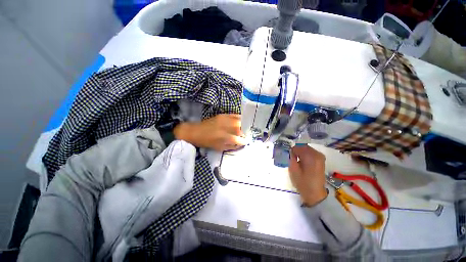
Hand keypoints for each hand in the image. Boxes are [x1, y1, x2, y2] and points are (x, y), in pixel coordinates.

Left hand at [174, 114, 246, 151]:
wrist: (196, 132)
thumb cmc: (207, 142)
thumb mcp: (220, 148)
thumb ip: (231, 146)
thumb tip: (240, 144)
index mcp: (225, 138)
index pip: (239, 139)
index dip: (244, 141)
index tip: (246, 141)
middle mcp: (226, 128)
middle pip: (241, 128)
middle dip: (245, 131)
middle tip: (246, 134)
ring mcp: (225, 120)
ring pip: (239, 120)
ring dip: (244, 124)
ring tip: (245, 127)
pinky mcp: (222, 115)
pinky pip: (234, 115)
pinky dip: (239, 118)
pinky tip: (240, 121)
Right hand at [289, 145, 327, 206]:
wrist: (315, 194)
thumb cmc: (302, 183)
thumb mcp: (293, 170)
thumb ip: (291, 157)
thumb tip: (291, 151)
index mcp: (310, 157)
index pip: (298, 147)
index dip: (292, 151)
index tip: (289, 157)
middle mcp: (317, 154)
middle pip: (303, 146)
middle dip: (296, 150)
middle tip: (292, 158)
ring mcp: (320, 156)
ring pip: (307, 148)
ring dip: (301, 152)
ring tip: (298, 160)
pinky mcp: (321, 159)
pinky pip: (311, 152)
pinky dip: (305, 154)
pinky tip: (303, 162)